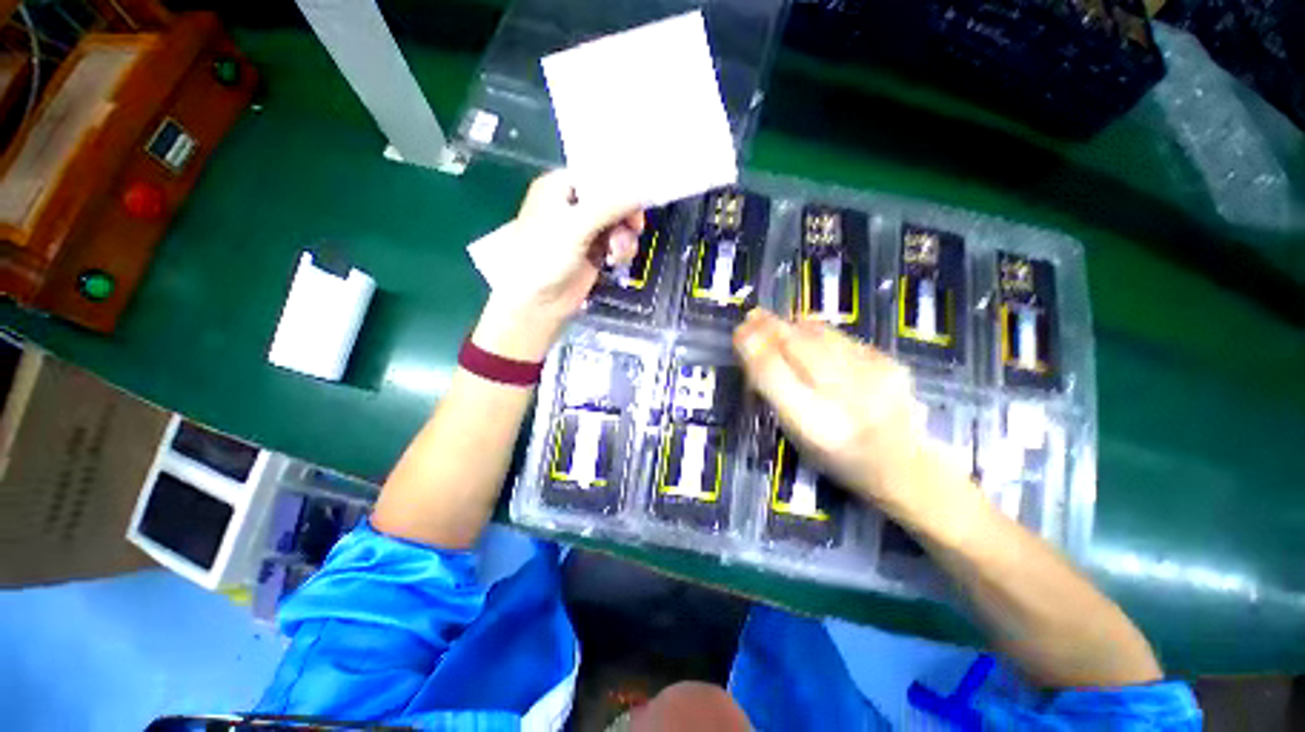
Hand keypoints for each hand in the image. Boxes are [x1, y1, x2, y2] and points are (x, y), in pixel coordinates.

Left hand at [472, 170, 643, 361]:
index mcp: (561, 187)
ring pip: (620, 223)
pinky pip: (618, 242)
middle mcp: (574, 205)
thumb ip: (610, 206)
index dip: (621, 184)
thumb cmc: (546, 257)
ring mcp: (586, 230)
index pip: (599, 174)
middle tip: (633, 228)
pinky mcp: (595, 251)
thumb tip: (642, 191)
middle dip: (625, 216)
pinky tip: (614, 261)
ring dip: (624, 237)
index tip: (640, 197)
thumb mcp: (576, 227)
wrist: (538, 302)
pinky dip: (621, 250)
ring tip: (617, 253)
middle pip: (614, 199)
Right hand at [732, 309, 969, 523]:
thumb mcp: (796, 435)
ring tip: (777, 323)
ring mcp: (870, 376)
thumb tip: (756, 352)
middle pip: (795, 345)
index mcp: (812, 423)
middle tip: (754, 315)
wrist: (904, 463)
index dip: (752, 346)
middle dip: (769, 327)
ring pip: (819, 334)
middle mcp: (841, 397)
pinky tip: (810, 336)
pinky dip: (819, 332)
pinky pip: (841, 336)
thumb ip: (776, 394)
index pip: (772, 372)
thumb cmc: (838, 457)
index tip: (739, 332)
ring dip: (792, 325)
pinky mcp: (889, 362)